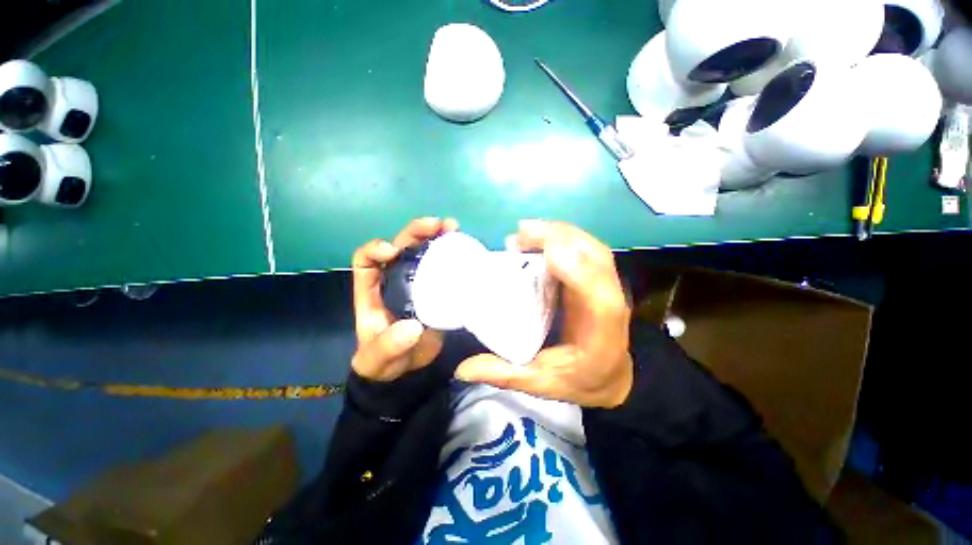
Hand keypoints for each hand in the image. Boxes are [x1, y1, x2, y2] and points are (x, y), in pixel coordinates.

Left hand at [351, 217, 459, 381]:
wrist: (403, 373)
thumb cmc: (381, 361)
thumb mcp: (379, 356)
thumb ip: (390, 344)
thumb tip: (414, 327)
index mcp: (370, 289)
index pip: (365, 259)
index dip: (375, 249)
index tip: (392, 251)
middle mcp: (392, 279)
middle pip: (399, 246)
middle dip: (414, 232)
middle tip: (436, 226)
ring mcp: (415, 283)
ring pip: (422, 251)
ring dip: (436, 235)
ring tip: (452, 226)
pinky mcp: (435, 291)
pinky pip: (442, 268)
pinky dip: (453, 255)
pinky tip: (467, 250)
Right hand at [455, 220, 633, 407]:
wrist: (609, 376)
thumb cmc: (579, 381)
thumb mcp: (541, 384)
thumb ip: (505, 374)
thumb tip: (462, 369)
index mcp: (603, 333)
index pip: (601, 298)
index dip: (579, 271)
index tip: (547, 253)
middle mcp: (611, 303)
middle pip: (597, 261)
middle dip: (562, 239)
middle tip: (519, 234)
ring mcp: (608, 287)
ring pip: (593, 249)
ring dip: (561, 233)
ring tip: (523, 231)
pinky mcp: (598, 278)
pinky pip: (586, 250)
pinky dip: (563, 238)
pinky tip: (537, 237)